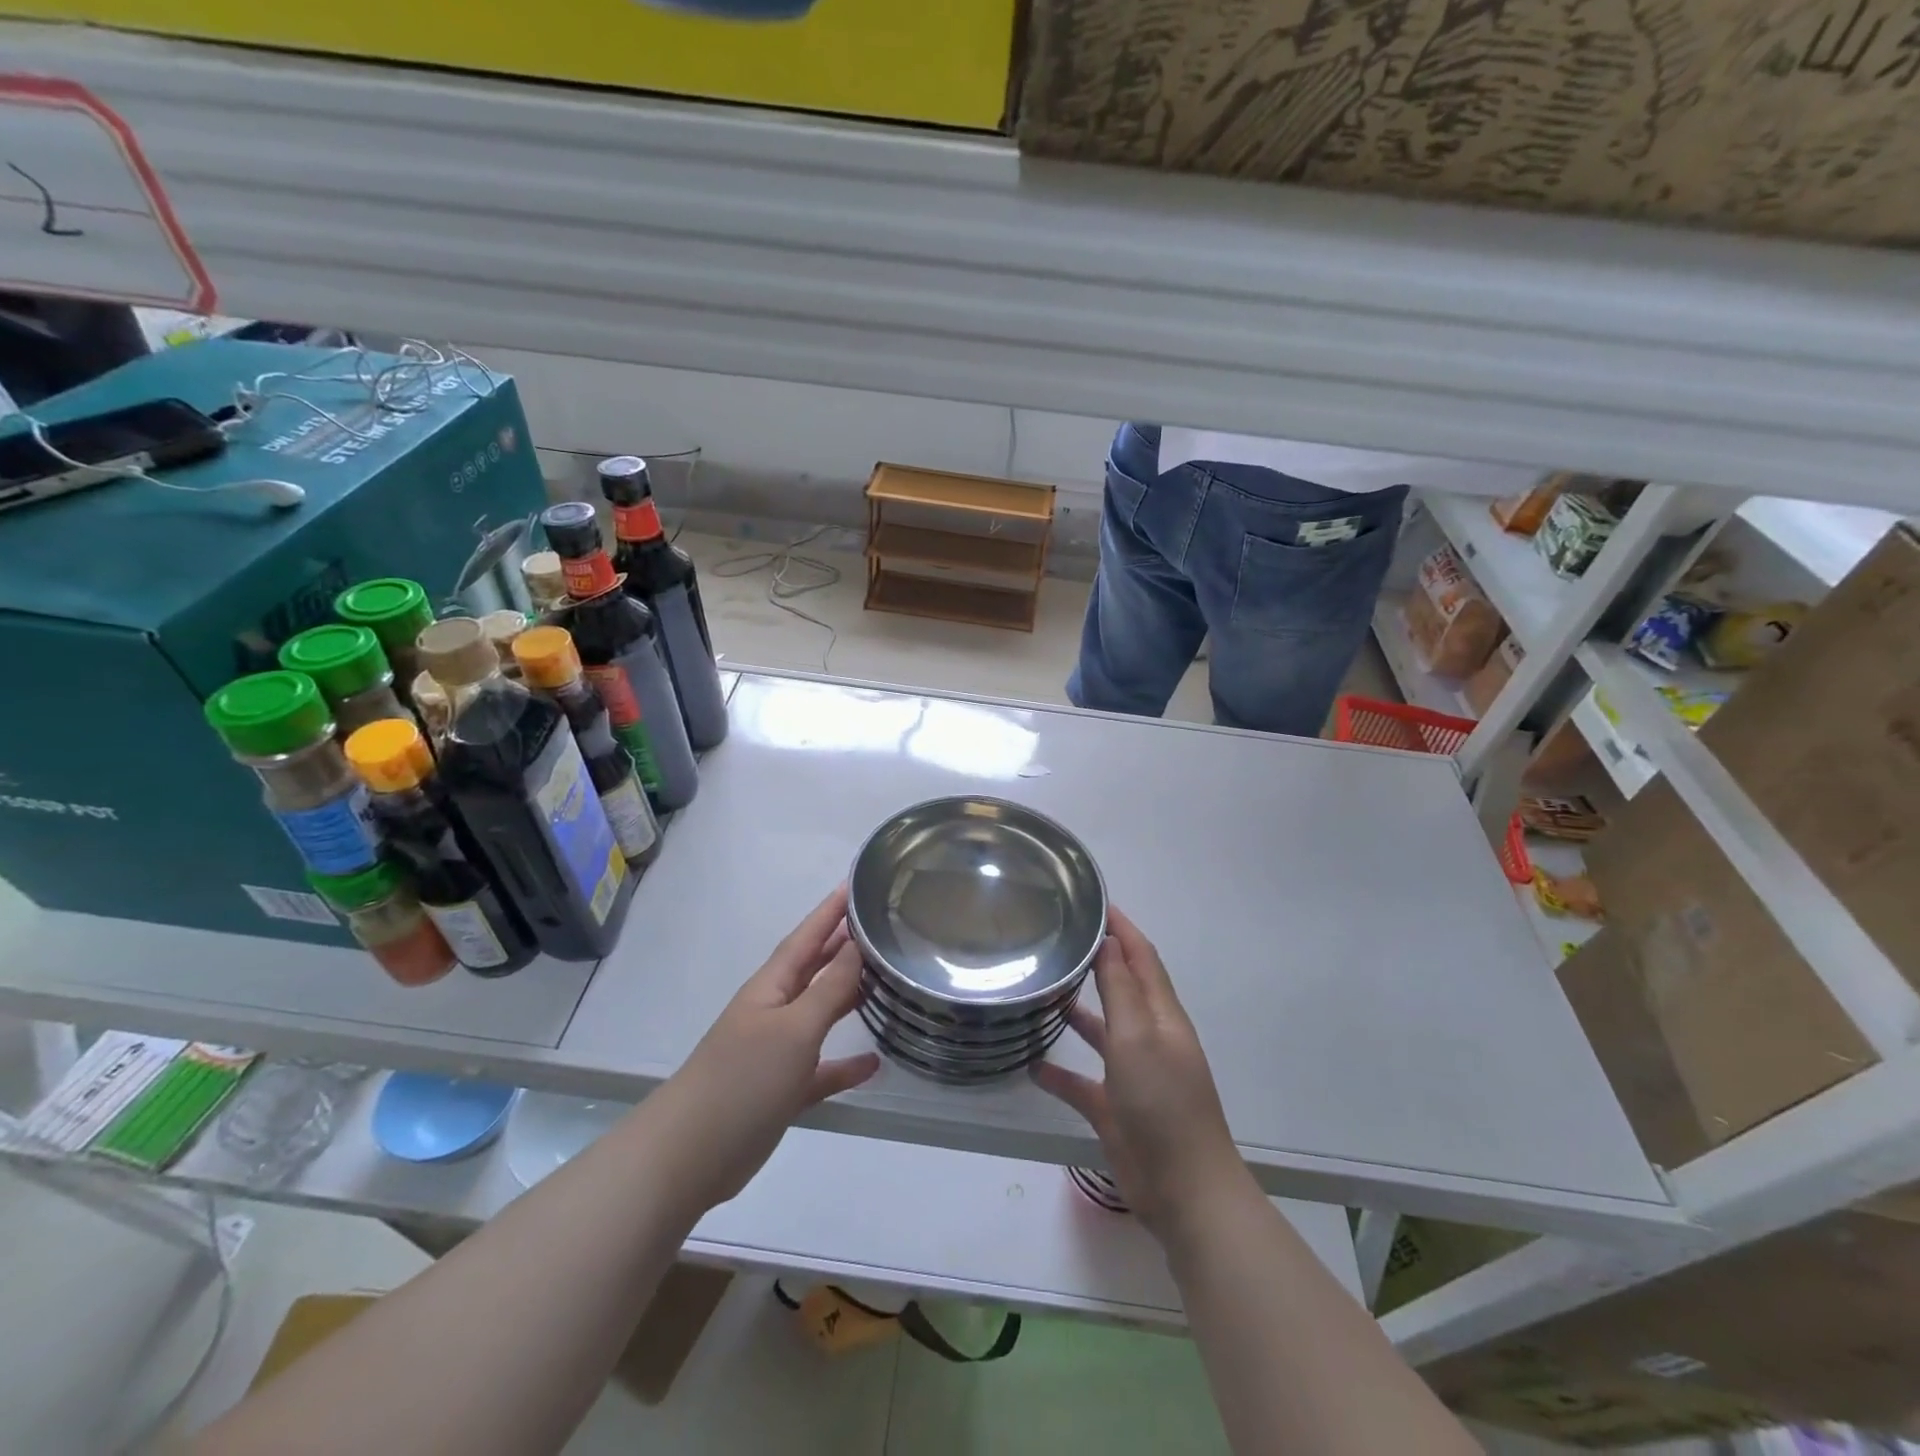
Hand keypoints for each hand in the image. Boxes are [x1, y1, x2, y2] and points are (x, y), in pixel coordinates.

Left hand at [654, 886, 878, 1212]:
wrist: (690, 1155)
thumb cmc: (743, 1078)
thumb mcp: (794, 1029)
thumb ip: (829, 989)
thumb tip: (857, 946)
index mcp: (771, 987)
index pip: (806, 937)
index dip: (829, 911)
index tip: (855, 884)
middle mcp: (774, 1011)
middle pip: (814, 969)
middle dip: (842, 946)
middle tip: (880, 926)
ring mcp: (776, 1052)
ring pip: (820, 1014)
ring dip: (848, 997)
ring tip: (884, 980)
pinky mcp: (781, 1090)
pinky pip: (821, 1069)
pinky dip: (845, 1063)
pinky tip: (874, 1062)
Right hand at [1033, 906, 1251, 1241]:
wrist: (1184, 1190)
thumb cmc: (1163, 1103)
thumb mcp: (1139, 1037)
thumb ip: (1121, 989)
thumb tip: (1109, 940)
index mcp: (1162, 1015)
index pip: (1141, 957)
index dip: (1121, 928)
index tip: (1093, 901)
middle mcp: (1149, 1037)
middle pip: (1122, 987)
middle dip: (1097, 960)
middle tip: (1058, 938)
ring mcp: (1133, 1074)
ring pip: (1102, 1031)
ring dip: (1077, 1011)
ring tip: (1042, 990)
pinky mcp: (1115, 1109)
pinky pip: (1083, 1081)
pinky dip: (1060, 1072)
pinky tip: (1031, 1065)